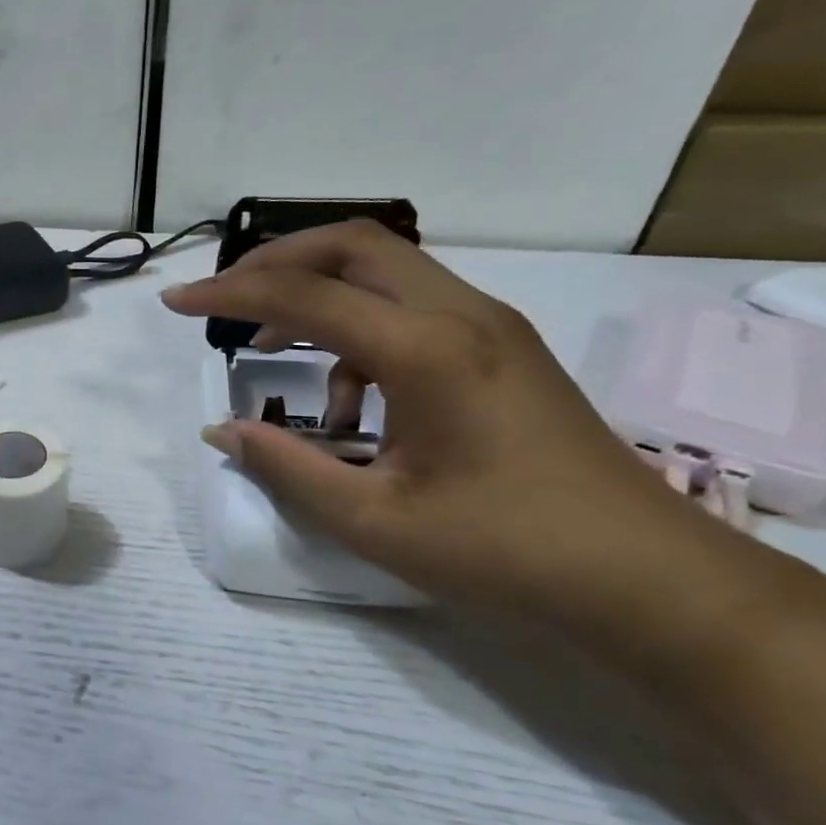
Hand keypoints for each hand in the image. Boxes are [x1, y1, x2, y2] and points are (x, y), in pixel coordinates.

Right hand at [161, 221, 749, 630]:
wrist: (648, 579)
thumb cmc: (505, 551)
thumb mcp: (373, 520)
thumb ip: (287, 467)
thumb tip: (223, 431)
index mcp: (428, 351)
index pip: (305, 296)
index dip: (230, 295)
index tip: (177, 303)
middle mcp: (461, 316)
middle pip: (353, 246)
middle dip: (276, 263)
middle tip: (224, 301)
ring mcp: (490, 328)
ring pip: (385, 271)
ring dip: (318, 295)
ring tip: (271, 351)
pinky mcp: (501, 349)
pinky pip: (412, 308)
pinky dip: (358, 332)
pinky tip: (348, 401)